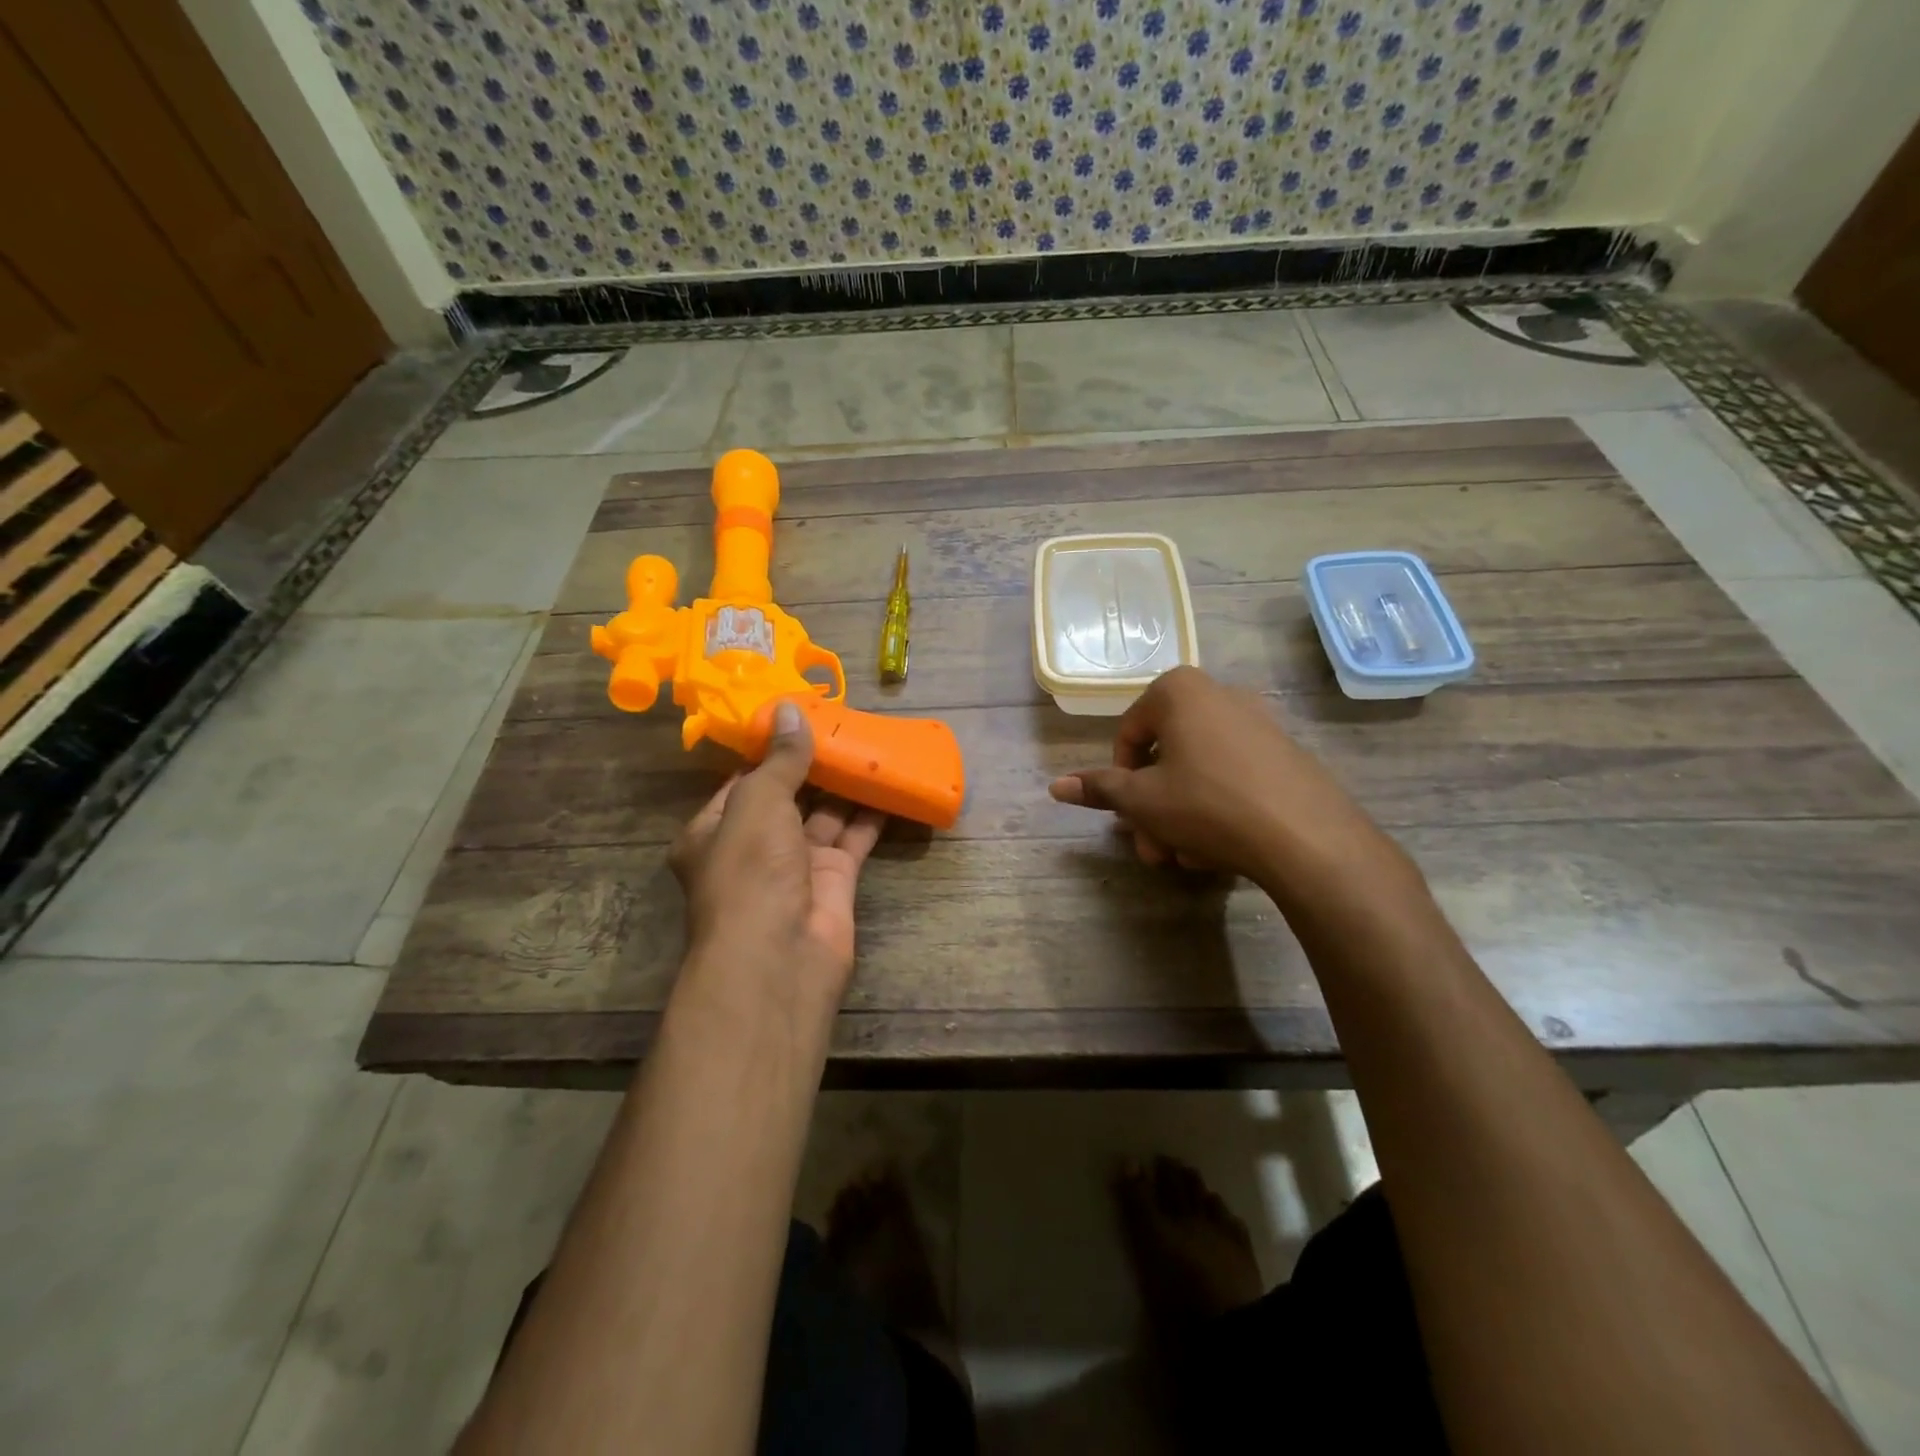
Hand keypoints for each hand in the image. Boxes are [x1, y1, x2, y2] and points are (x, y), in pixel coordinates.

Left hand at [670, 701, 885, 1006]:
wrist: (779, 956)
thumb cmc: (751, 871)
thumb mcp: (758, 802)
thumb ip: (780, 759)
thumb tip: (790, 708)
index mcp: (715, 831)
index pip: (743, 782)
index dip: (771, 751)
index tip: (800, 718)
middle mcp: (753, 848)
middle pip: (787, 797)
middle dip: (813, 766)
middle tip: (844, 726)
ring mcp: (795, 867)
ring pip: (824, 816)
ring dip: (845, 786)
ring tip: (870, 745)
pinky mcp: (834, 882)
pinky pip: (854, 838)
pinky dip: (871, 815)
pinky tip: (890, 783)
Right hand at [1047, 666, 1412, 905]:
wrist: (1304, 835)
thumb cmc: (1206, 804)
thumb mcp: (1142, 800)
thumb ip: (1099, 789)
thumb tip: (1055, 786)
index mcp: (1179, 691)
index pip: (1128, 733)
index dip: (1119, 779)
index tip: (1127, 815)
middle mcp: (1220, 694)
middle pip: (1166, 755)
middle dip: (1152, 808)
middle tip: (1152, 849)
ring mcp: (1259, 722)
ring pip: (1198, 771)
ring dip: (1181, 815)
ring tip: (1185, 858)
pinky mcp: (1285, 753)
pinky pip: (1233, 776)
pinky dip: (1216, 808)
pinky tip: (1218, 850)